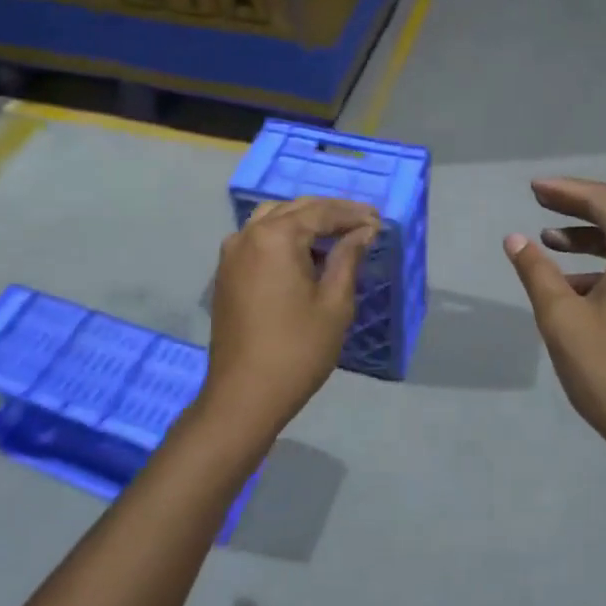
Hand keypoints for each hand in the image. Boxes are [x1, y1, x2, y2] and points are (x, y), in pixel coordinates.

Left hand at [202, 197, 378, 438]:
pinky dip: (283, 236)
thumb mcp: (334, 303)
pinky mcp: (226, 272)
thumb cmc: (297, 350)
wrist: (244, 395)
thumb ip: (347, 258)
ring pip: (273, 219)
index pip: (321, 212)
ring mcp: (232, 253)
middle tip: (363, 223)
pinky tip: (305, 253)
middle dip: (330, 213)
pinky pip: (258, 238)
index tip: (379, 220)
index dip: (352, 214)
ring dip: (305, 221)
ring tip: (336, 234)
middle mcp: (248, 234)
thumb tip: (363, 231)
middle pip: (295, 209)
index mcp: (275, 237)